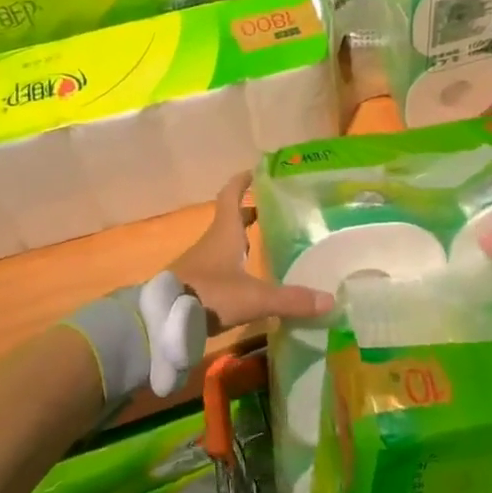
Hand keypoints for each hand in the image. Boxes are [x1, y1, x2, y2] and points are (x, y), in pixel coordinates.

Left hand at [171, 173, 334, 332]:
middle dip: (249, 214)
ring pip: (223, 244)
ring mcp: (199, 264)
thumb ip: (291, 299)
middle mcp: (211, 243)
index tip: (255, 172)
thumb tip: (329, 300)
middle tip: (270, 212)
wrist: (162, 320)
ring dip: (240, 240)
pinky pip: (216, 267)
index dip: (242, 182)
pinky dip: (232, 265)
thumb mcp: (255, 298)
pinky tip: (245, 280)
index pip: (231, 197)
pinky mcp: (193, 284)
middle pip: (229, 220)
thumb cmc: (210, 294)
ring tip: (262, 245)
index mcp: (224, 233)